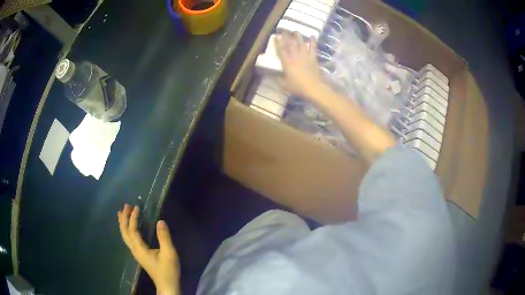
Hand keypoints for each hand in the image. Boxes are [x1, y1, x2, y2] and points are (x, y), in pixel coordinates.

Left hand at [118, 204, 179, 294]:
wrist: (167, 285)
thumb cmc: (168, 270)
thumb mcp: (169, 253)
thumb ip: (164, 237)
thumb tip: (160, 221)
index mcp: (139, 248)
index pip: (132, 229)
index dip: (133, 217)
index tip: (137, 207)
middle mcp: (134, 249)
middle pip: (124, 232)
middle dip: (124, 218)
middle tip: (126, 205)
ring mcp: (135, 252)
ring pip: (125, 236)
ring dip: (123, 223)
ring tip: (121, 213)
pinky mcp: (139, 254)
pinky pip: (128, 239)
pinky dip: (126, 230)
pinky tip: (128, 228)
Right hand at [275, 32, 326, 100]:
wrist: (313, 87)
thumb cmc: (298, 86)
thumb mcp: (284, 85)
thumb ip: (278, 79)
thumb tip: (274, 75)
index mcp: (287, 62)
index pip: (281, 49)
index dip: (278, 42)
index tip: (275, 36)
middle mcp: (295, 56)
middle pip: (290, 43)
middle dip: (286, 36)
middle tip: (284, 29)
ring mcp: (305, 56)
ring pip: (301, 43)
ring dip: (298, 36)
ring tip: (295, 31)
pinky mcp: (313, 58)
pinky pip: (313, 48)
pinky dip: (313, 42)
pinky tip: (312, 37)